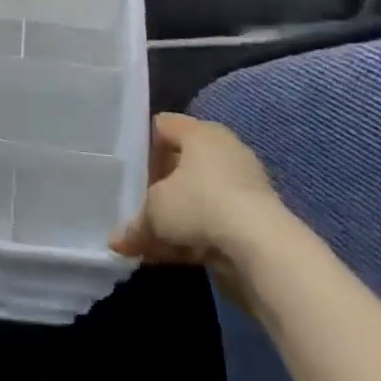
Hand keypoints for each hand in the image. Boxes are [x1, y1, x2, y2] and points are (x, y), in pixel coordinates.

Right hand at [111, 114, 280, 280]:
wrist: (263, 250)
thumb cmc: (199, 206)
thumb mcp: (153, 213)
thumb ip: (134, 225)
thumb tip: (117, 242)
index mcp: (199, 133)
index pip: (162, 125)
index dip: (141, 144)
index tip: (125, 169)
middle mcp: (224, 150)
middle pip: (181, 161)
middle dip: (159, 185)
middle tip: (137, 202)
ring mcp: (243, 185)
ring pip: (198, 194)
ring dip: (177, 215)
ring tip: (151, 238)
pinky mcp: (255, 218)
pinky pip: (215, 220)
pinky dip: (197, 234)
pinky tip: (175, 254)